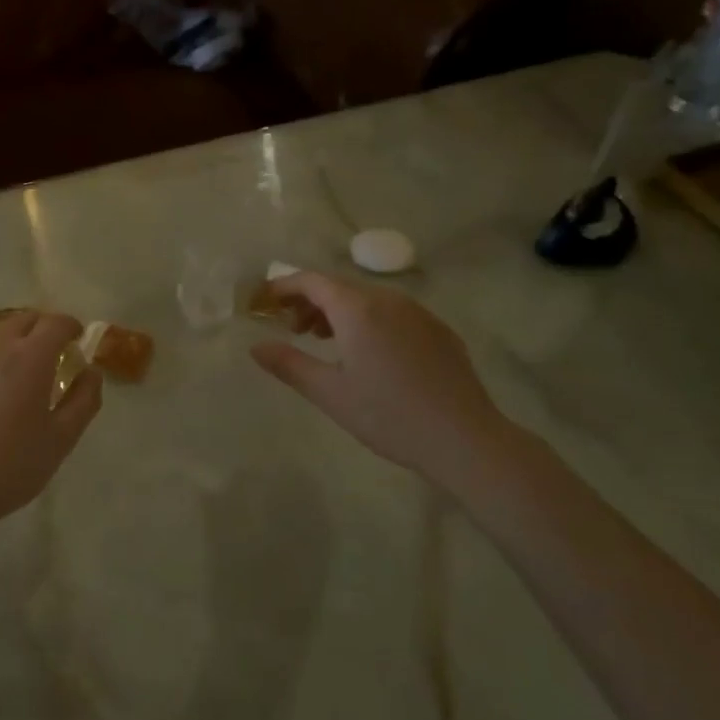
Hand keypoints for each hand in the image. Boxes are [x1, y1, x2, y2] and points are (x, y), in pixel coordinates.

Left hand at [0, 310, 102, 545]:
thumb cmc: (7, 467)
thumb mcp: (61, 440)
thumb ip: (84, 399)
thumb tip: (90, 371)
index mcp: (30, 356)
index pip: (57, 322)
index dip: (71, 328)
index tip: (76, 340)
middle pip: (22, 319)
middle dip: (40, 330)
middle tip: (48, 356)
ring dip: (7, 344)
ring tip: (9, 375)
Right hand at [250, 273, 509, 483]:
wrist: (463, 438)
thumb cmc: (388, 415)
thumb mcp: (329, 393)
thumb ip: (289, 364)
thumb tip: (256, 347)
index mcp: (358, 308)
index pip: (311, 281)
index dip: (282, 288)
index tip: (262, 303)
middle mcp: (388, 299)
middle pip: (338, 286)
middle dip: (308, 301)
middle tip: (290, 329)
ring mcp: (418, 312)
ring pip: (367, 299)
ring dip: (338, 311)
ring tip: (323, 340)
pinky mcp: (438, 330)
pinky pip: (392, 313)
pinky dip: (368, 320)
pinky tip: (368, 353)